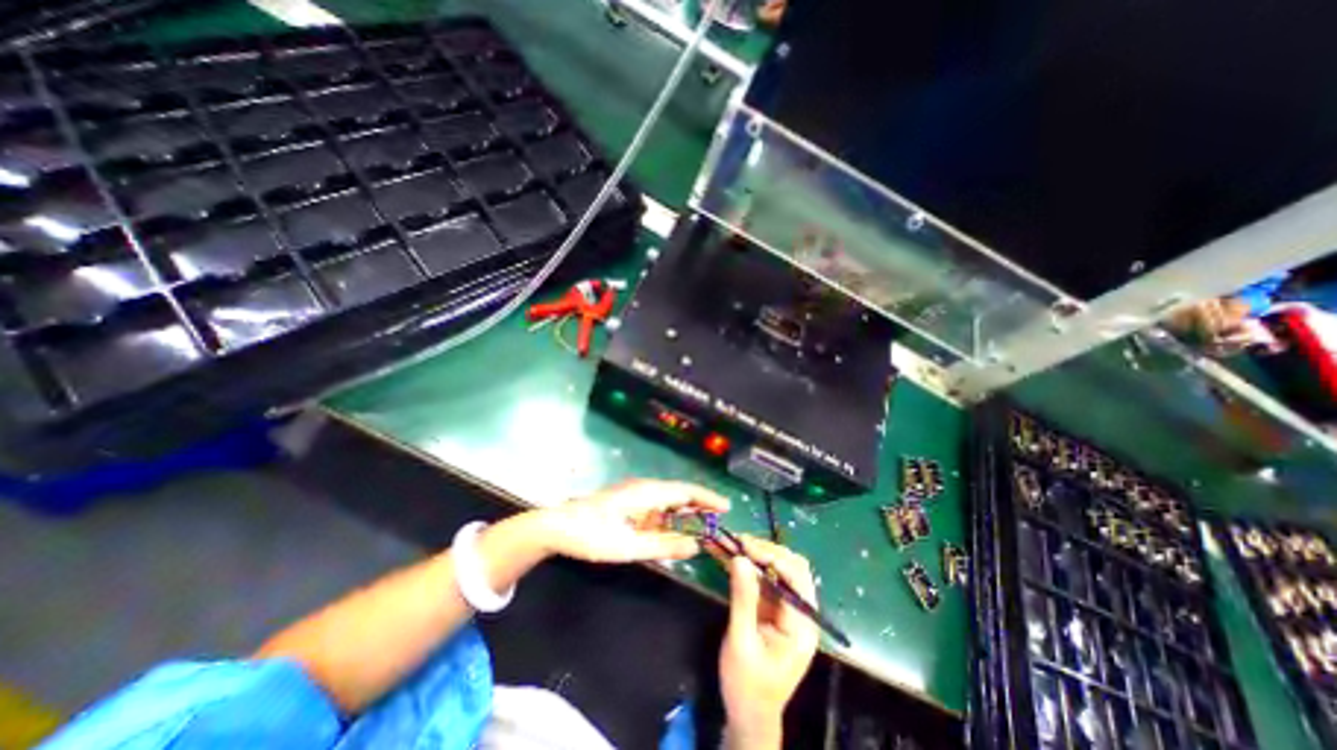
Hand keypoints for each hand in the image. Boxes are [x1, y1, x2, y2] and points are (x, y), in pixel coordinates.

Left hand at [532, 482, 729, 561]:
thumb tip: (696, 545)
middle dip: (700, 505)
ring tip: (704, 525)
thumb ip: (664, 545)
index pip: (686, 491)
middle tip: (720, 520)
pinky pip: (656, 508)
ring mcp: (635, 495)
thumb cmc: (593, 535)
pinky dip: (670, 517)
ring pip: (668, 500)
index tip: (727, 508)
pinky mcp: (628, 503)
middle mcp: (645, 489)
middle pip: (679, 494)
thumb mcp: (629, 546)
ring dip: (686, 512)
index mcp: (647, 493)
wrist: (557, 527)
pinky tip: (673, 529)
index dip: (708, 498)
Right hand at [721, 537, 814, 745]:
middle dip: (766, 550)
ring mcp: (788, 610)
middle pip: (792, 567)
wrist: (749, 716)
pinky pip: (765, 579)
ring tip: (732, 543)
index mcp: (801, 626)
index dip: (772, 556)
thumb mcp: (741, 643)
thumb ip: (743, 599)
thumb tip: (740, 558)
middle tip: (738, 542)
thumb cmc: (747, 686)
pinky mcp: (775, 608)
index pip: (795, 578)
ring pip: (779, 569)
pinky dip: (750, 565)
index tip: (744, 545)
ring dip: (757, 554)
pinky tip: (732, 557)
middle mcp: (801, 613)